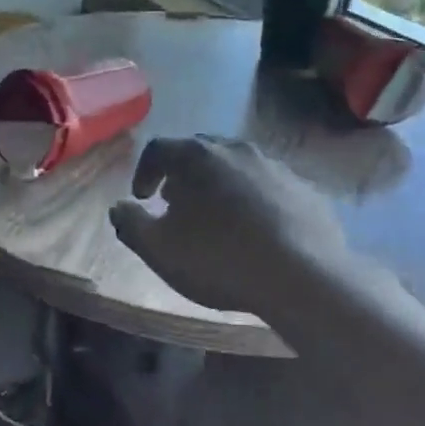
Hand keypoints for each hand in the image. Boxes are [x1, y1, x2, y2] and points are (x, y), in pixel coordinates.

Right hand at [109, 136, 349, 316]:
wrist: (303, 276)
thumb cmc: (219, 259)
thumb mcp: (159, 249)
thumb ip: (130, 224)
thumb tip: (119, 207)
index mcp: (196, 156)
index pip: (158, 149)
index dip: (144, 172)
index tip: (142, 198)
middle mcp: (236, 149)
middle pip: (199, 152)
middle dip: (183, 176)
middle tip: (176, 206)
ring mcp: (275, 166)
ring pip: (237, 167)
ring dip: (220, 187)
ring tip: (217, 220)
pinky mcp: (305, 188)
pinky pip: (269, 187)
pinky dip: (255, 201)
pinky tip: (257, 232)